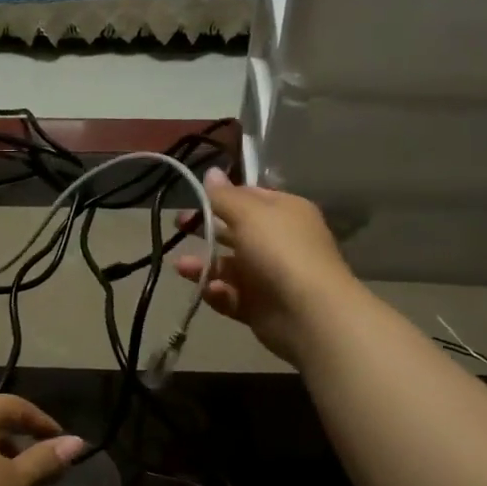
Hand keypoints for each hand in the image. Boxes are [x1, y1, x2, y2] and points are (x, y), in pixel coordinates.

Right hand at [176, 168, 356, 365]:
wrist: (309, 313)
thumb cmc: (280, 251)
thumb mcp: (249, 214)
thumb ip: (225, 196)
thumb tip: (210, 172)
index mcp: (285, 212)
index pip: (250, 197)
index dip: (222, 196)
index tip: (193, 198)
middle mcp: (278, 242)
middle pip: (235, 232)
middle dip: (206, 230)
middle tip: (177, 226)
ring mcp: (269, 276)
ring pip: (229, 267)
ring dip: (204, 265)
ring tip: (181, 267)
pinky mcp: (259, 307)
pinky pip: (231, 296)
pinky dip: (218, 293)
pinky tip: (209, 290)